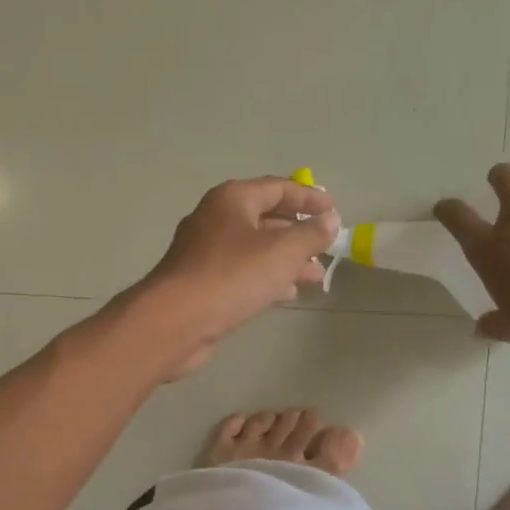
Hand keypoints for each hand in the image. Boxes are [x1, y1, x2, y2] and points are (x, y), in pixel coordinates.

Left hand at [132, 177, 338, 377]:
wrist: (176, 321)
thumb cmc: (232, 276)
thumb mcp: (282, 252)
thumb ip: (311, 234)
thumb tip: (329, 220)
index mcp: (231, 200)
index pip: (277, 188)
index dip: (308, 197)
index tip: (334, 210)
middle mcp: (214, 219)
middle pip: (264, 218)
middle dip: (298, 232)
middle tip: (327, 247)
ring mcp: (204, 252)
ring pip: (254, 249)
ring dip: (286, 259)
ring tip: (317, 275)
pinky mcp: (201, 283)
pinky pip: (241, 273)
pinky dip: (266, 278)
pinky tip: (288, 294)